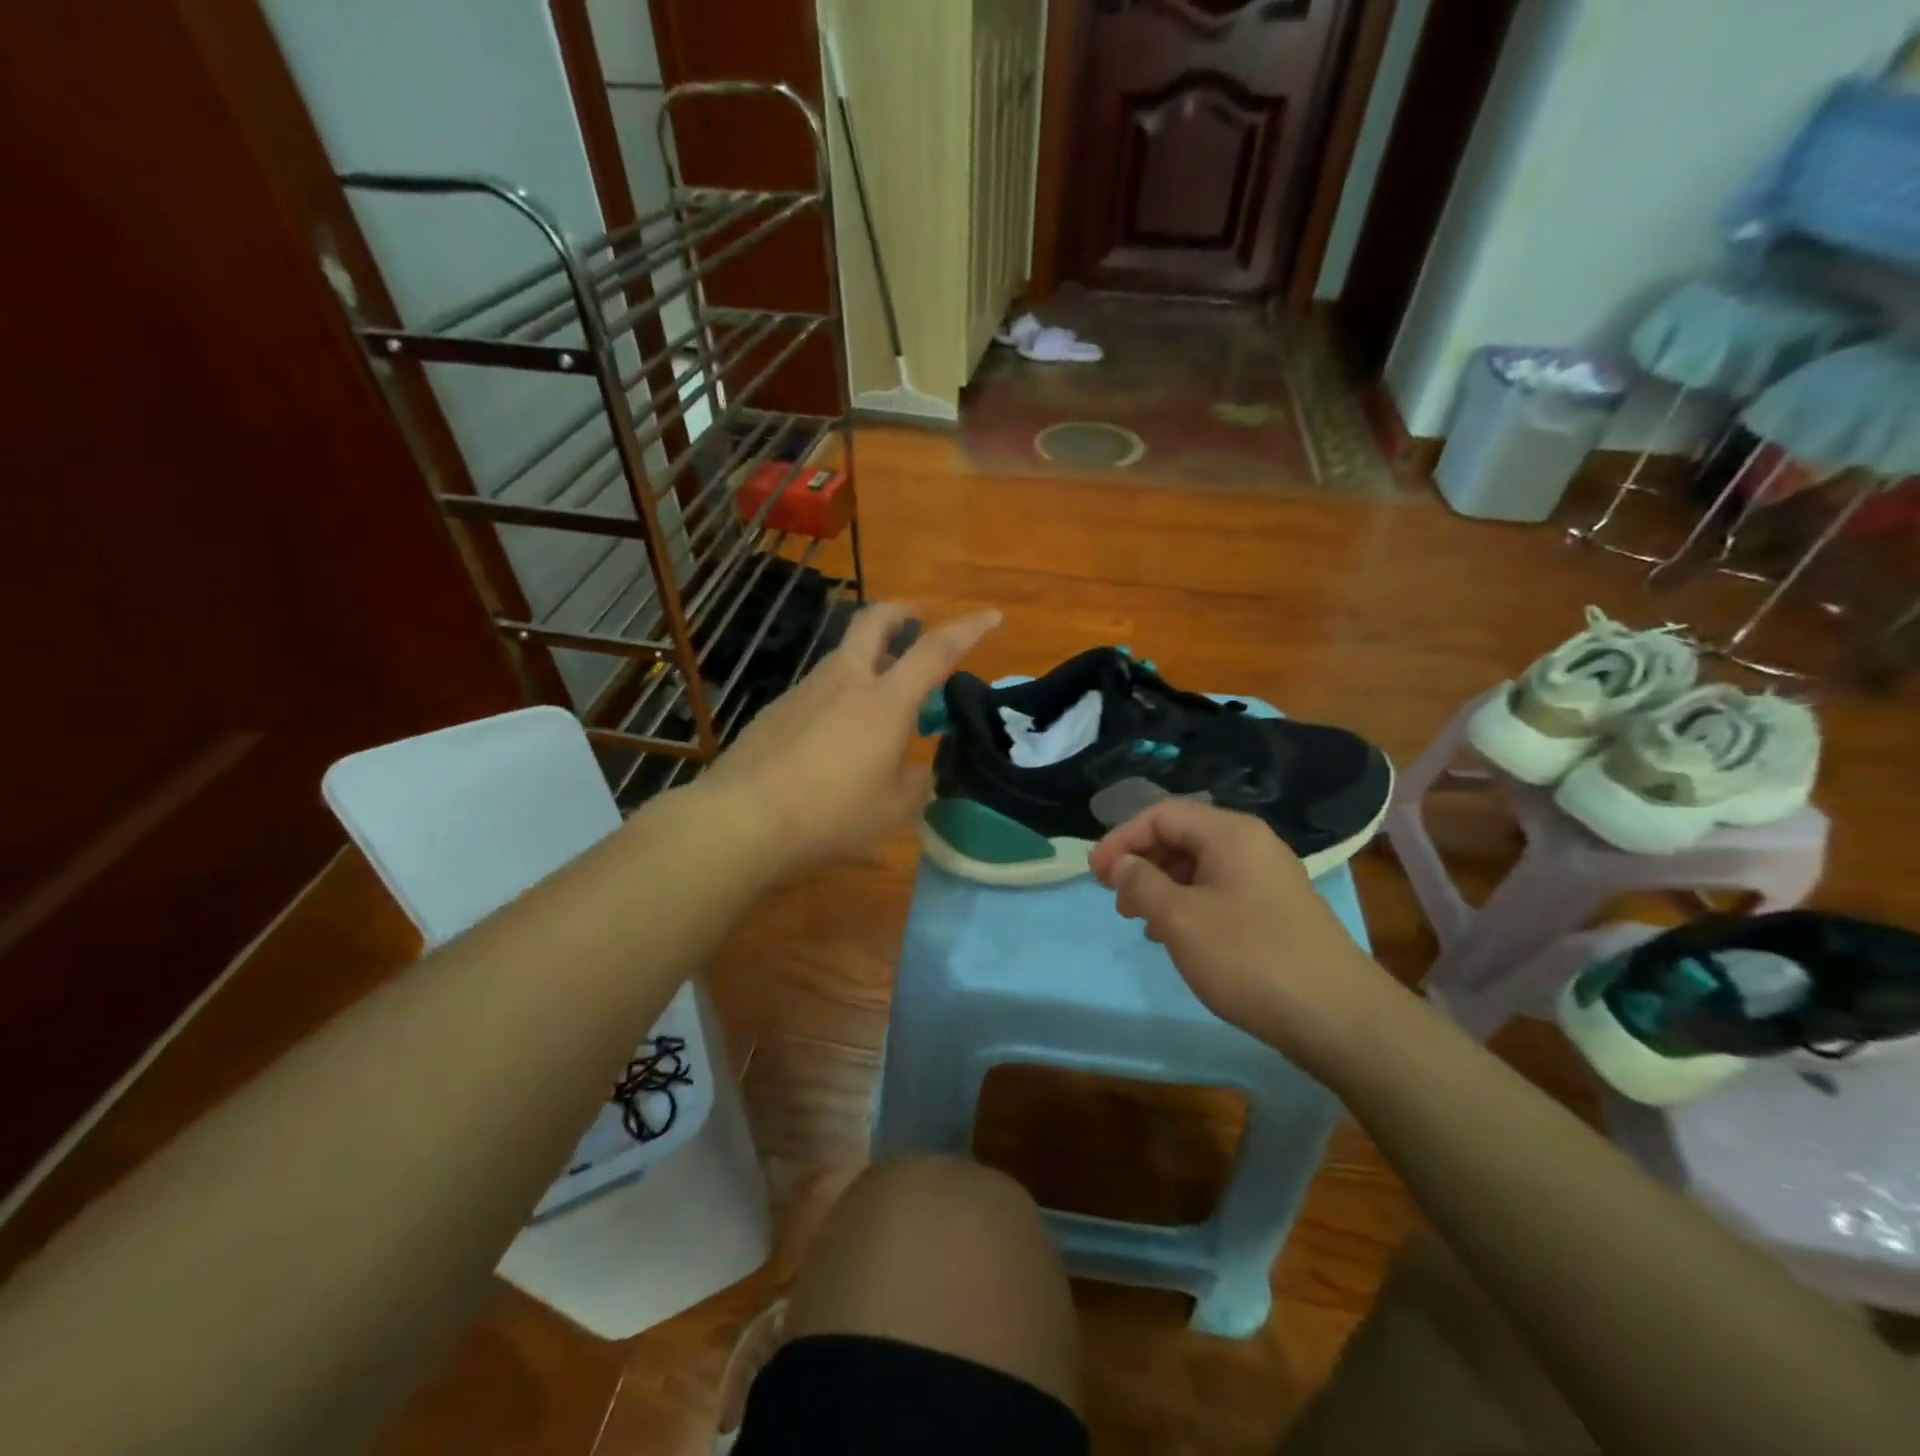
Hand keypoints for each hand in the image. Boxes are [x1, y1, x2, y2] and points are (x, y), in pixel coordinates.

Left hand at [697, 602, 999, 876]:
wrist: (743, 818)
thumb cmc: (831, 814)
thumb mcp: (893, 810)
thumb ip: (916, 782)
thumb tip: (922, 769)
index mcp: (886, 701)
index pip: (936, 651)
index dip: (968, 630)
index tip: (992, 616)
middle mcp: (846, 681)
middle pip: (874, 622)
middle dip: (901, 611)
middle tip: (916, 618)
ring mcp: (806, 690)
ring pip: (843, 654)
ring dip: (868, 656)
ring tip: (880, 693)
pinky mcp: (777, 708)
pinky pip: (819, 687)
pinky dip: (839, 692)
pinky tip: (834, 733)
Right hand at [1089, 799, 1404, 1079]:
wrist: (1339, 1018)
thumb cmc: (1250, 958)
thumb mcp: (1181, 920)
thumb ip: (1142, 884)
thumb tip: (1121, 863)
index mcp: (1230, 833)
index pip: (1161, 814)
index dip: (1121, 838)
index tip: (1094, 875)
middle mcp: (1252, 845)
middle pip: (1181, 836)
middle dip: (1141, 862)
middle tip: (1116, 900)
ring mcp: (1268, 877)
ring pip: (1199, 866)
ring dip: (1162, 886)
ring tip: (1142, 922)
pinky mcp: (1276, 910)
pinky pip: (1219, 891)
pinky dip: (1188, 904)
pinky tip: (1178, 938)